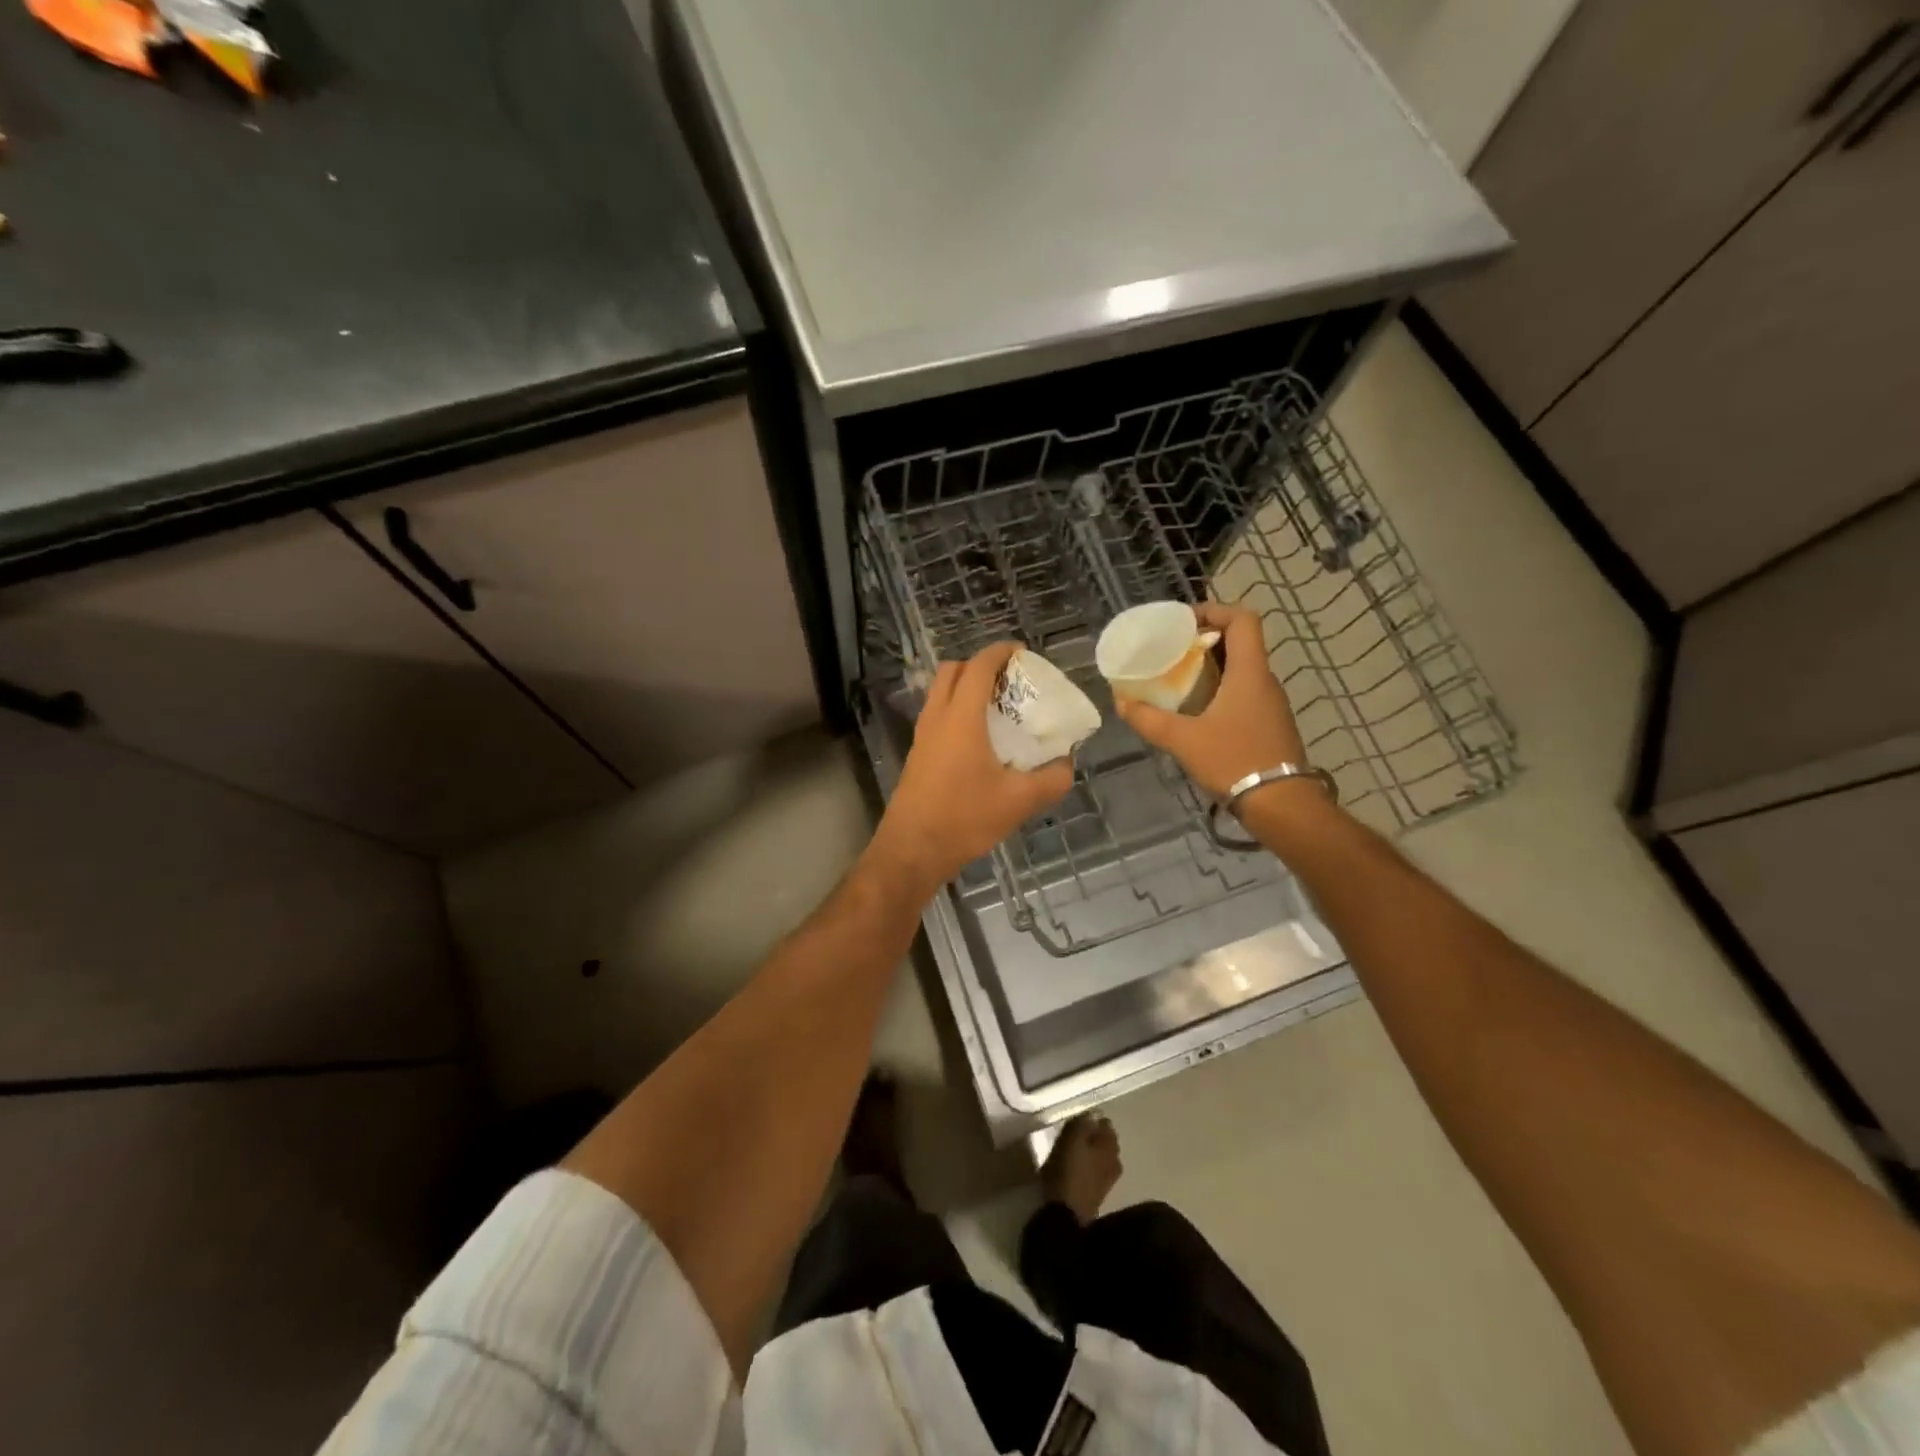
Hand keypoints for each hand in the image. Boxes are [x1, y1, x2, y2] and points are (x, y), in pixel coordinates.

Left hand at [872, 642, 1074, 892]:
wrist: (912, 849)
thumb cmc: (964, 818)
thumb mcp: (1019, 801)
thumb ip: (1052, 780)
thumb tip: (1068, 765)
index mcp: (962, 717)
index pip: (979, 666)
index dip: (1001, 652)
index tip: (1023, 652)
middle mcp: (938, 717)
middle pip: (953, 670)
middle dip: (981, 665)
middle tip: (1010, 680)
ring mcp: (923, 735)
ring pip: (941, 692)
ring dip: (966, 687)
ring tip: (998, 707)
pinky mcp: (918, 754)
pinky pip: (938, 715)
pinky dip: (957, 710)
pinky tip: (980, 739)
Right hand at [1114, 603, 1309, 798]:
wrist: (1281, 805)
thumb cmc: (1234, 760)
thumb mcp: (1183, 740)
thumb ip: (1149, 719)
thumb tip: (1121, 703)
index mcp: (1250, 673)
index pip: (1243, 619)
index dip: (1215, 610)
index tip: (1184, 623)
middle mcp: (1265, 681)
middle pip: (1241, 642)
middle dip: (1205, 640)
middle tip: (1172, 652)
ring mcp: (1271, 704)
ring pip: (1243, 669)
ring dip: (1213, 667)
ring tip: (1179, 680)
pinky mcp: (1270, 725)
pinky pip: (1244, 693)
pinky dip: (1221, 690)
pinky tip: (1197, 712)